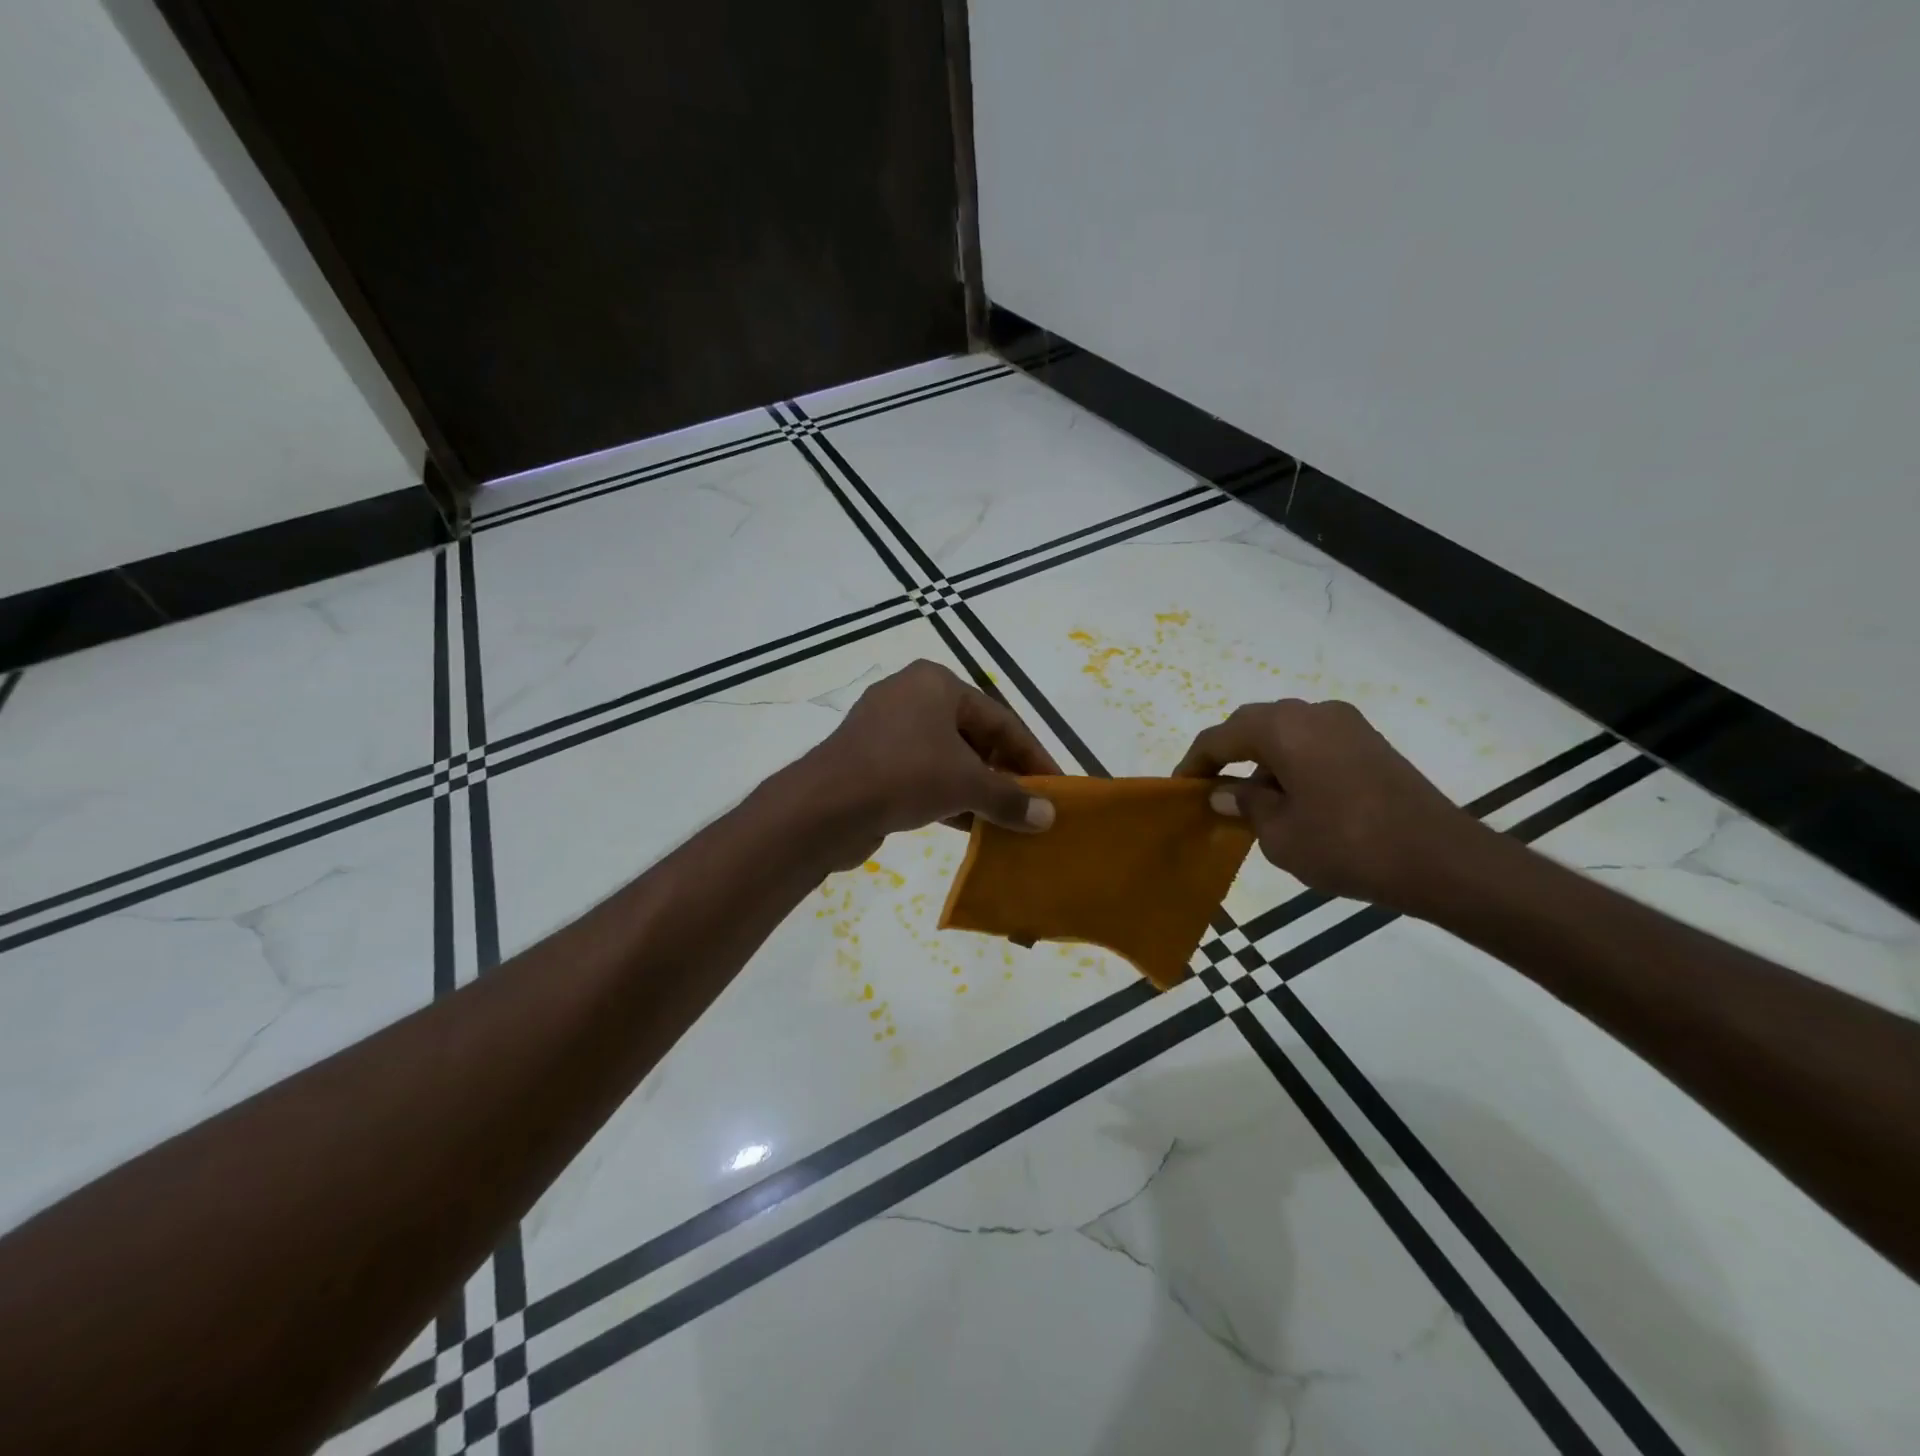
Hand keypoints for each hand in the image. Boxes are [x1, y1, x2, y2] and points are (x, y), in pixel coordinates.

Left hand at [802, 661, 1059, 865]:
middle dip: (1003, 773)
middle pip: (973, 736)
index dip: (1032, 755)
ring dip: (977, 790)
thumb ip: (1010, 798)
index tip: (1055, 786)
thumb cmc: (904, 775)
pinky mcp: (870, 761)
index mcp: (936, 683)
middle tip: (1031, 805)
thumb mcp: (966, 784)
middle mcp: (911, 697)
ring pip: (946, 758)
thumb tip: (1049, 817)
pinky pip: (921, 775)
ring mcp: (886, 730)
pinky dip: (948, 797)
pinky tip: (971, 826)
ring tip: (1006, 821)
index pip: (1000, 718)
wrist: (824, 807)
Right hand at [1174, 699, 1477, 910]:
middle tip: (1211, 789)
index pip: (1220, 738)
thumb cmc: (1347, 845)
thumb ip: (1245, 804)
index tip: (1180, 789)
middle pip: (1252, 726)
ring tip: (1252, 799)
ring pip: (1285, 731)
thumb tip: (1225, 791)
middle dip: (1227, 754)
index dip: (1195, 763)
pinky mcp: (1369, 741)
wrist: (1440, 859)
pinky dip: (1292, 760)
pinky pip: (1313, 740)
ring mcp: (1346, 724)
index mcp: (1282, 728)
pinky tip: (1293, 796)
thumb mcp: (1279, 834)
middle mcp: (1312, 713)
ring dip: (1261, 758)